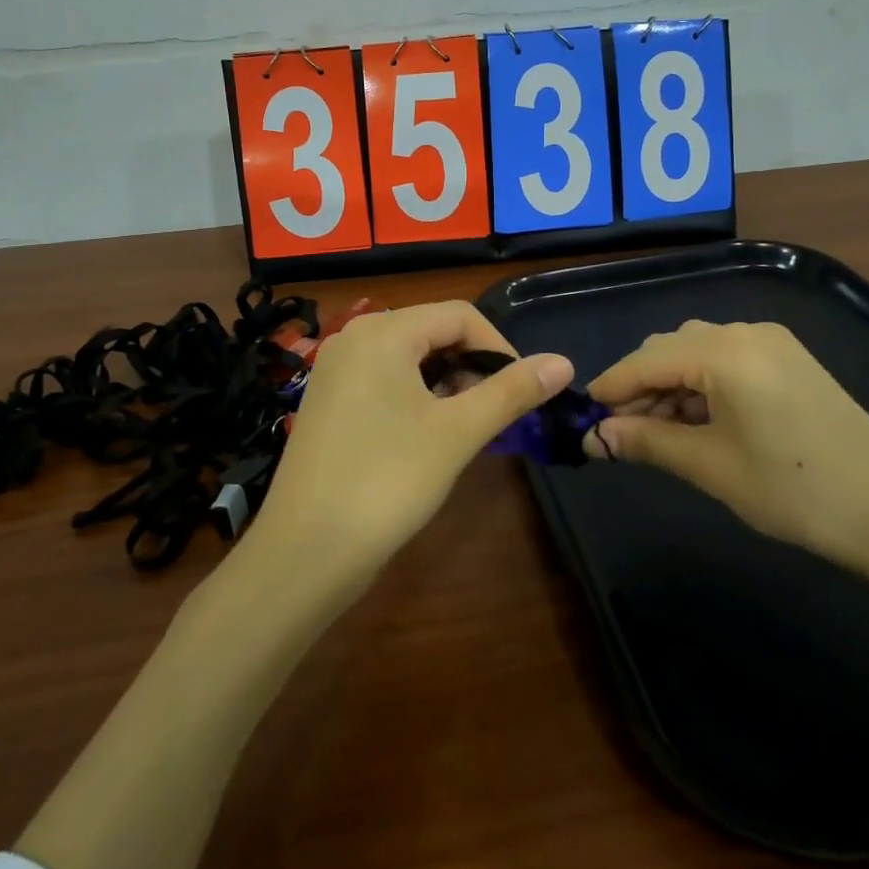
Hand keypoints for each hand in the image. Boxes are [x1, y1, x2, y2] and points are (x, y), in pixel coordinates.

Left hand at [256, 301, 573, 583]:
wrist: (304, 553)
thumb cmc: (387, 482)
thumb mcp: (458, 432)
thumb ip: (512, 391)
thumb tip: (564, 363)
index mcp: (383, 332)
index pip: (460, 315)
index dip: (500, 347)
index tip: (522, 391)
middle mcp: (354, 338)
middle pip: (433, 331)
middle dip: (473, 365)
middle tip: (496, 413)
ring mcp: (336, 370)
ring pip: (410, 358)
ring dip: (448, 383)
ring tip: (468, 426)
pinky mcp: (329, 401)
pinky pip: (385, 380)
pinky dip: (418, 396)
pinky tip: (430, 434)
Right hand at [585, 320, 868, 574]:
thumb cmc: (794, 490)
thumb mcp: (709, 466)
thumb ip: (645, 442)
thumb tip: (594, 438)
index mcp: (725, 351)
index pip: (647, 359)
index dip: (612, 387)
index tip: (584, 417)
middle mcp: (746, 332)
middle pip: (671, 348)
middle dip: (641, 386)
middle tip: (623, 434)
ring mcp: (774, 343)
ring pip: (698, 352)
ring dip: (671, 385)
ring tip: (660, 433)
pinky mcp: (791, 360)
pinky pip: (728, 359)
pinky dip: (703, 385)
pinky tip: (699, 421)